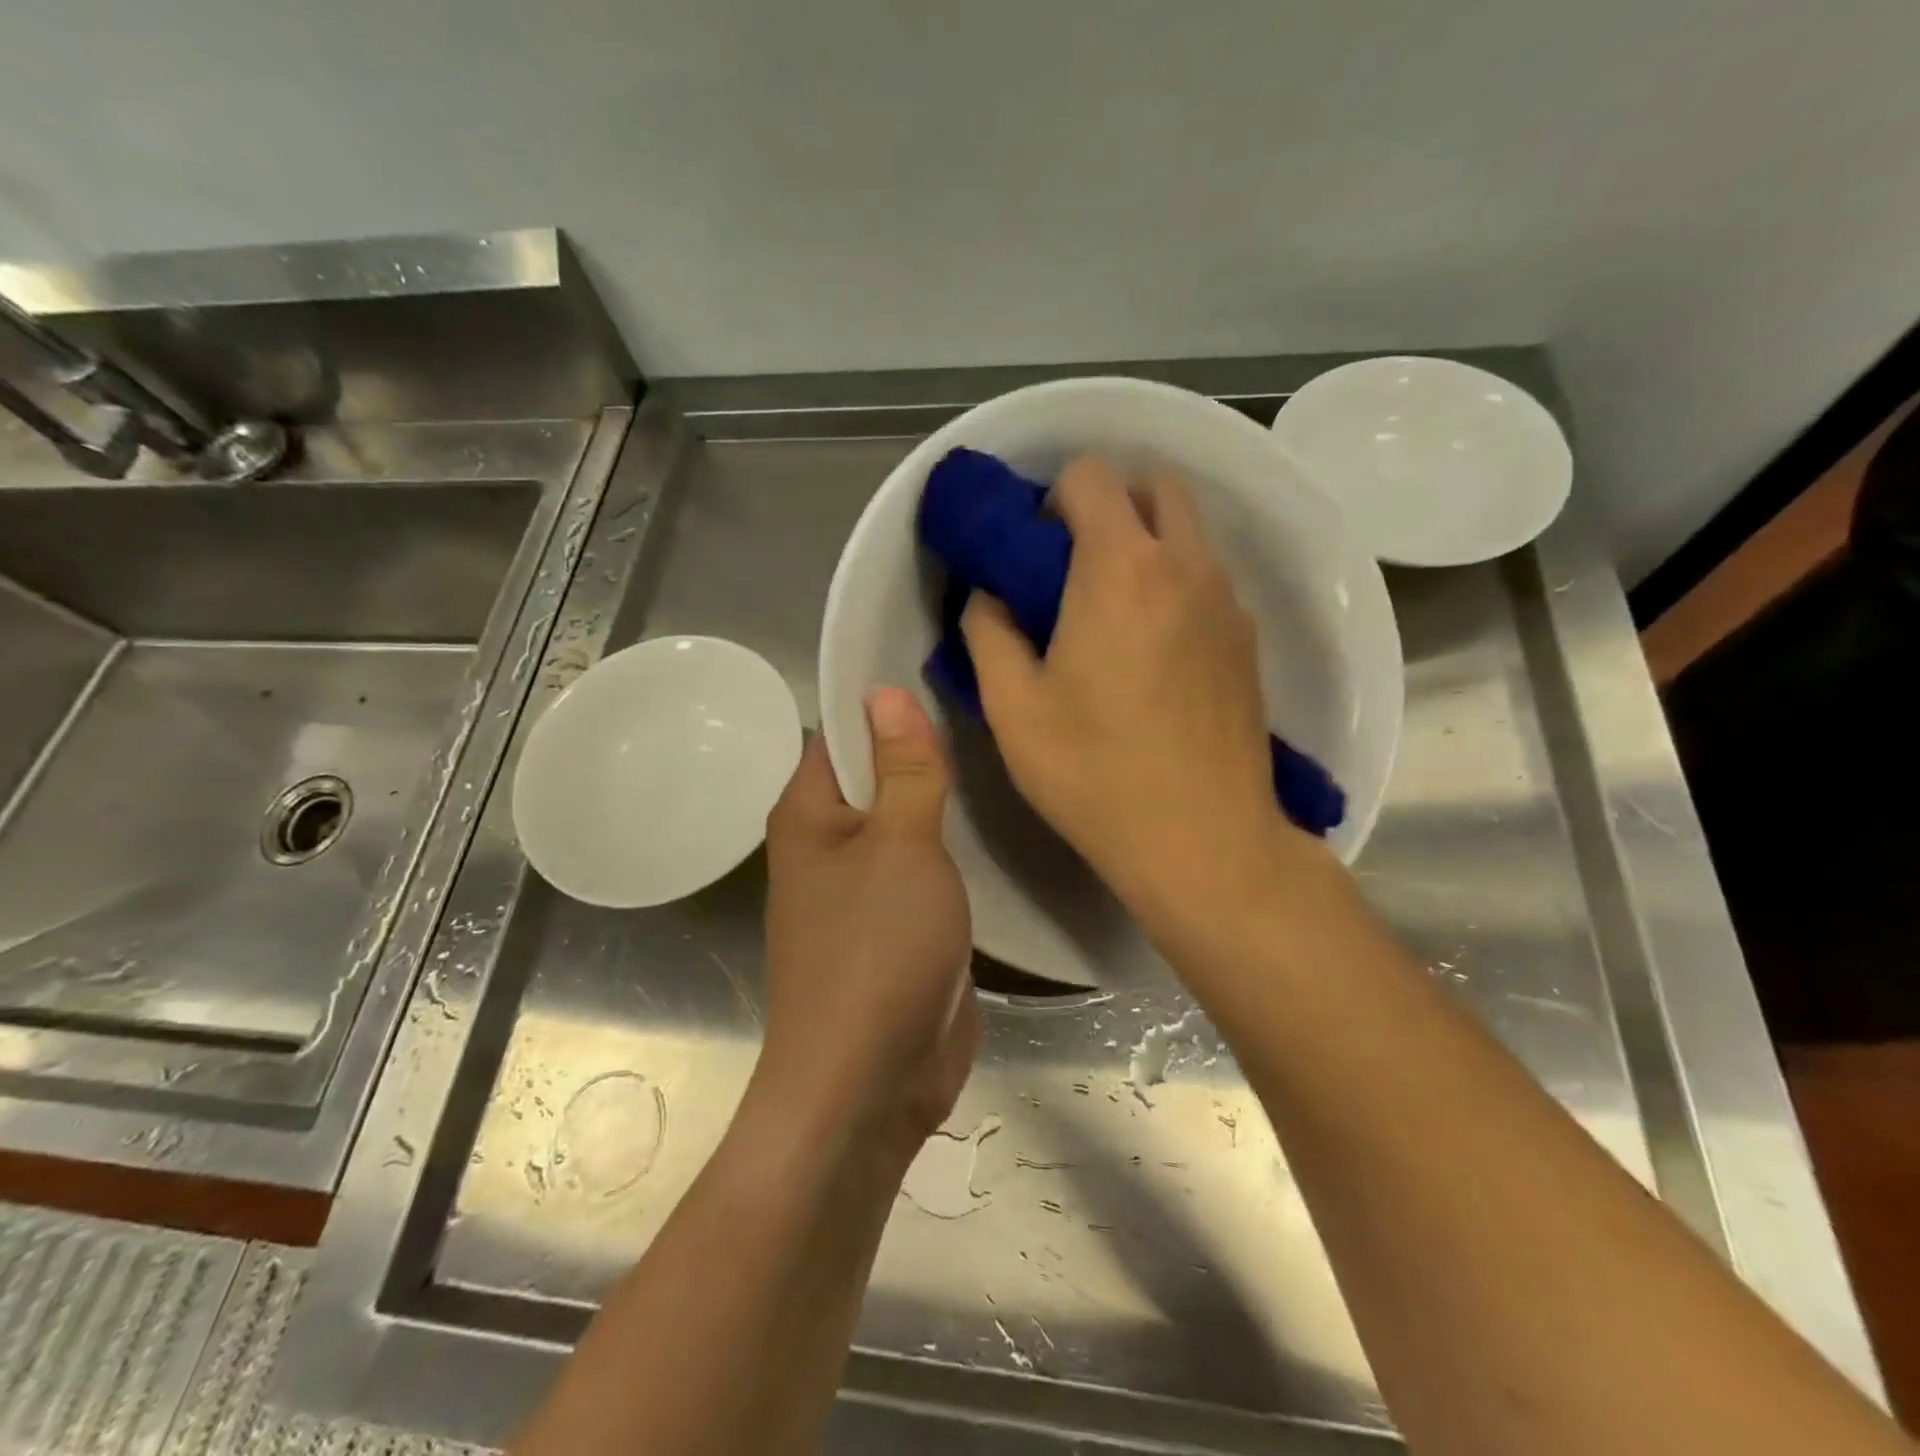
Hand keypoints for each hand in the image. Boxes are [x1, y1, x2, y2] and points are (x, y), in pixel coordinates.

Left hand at [753, 689, 980, 1168]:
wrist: (869, 1084)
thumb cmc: (877, 951)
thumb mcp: (901, 846)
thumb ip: (903, 769)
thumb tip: (886, 691)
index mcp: (808, 814)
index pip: (841, 731)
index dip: (886, 702)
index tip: (947, 675)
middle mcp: (828, 844)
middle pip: (877, 775)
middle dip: (924, 751)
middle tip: (992, 715)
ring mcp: (863, 888)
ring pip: (904, 823)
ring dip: (942, 801)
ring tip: (1003, 757)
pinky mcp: (896, 924)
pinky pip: (923, 868)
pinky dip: (951, 848)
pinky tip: (996, 826)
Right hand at [960, 454, 1321, 934]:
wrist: (1203, 840)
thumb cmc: (1094, 773)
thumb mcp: (1012, 708)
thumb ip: (988, 632)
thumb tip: (989, 595)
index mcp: (1120, 568)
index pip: (1091, 474)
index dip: (1053, 499)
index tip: (1035, 553)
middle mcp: (1186, 565)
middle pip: (1154, 485)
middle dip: (1109, 506)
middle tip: (1072, 569)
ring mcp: (1228, 601)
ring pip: (1188, 531)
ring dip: (1146, 544)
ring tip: (1110, 614)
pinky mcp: (1248, 640)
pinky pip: (1208, 579)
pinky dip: (1176, 583)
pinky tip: (1151, 652)